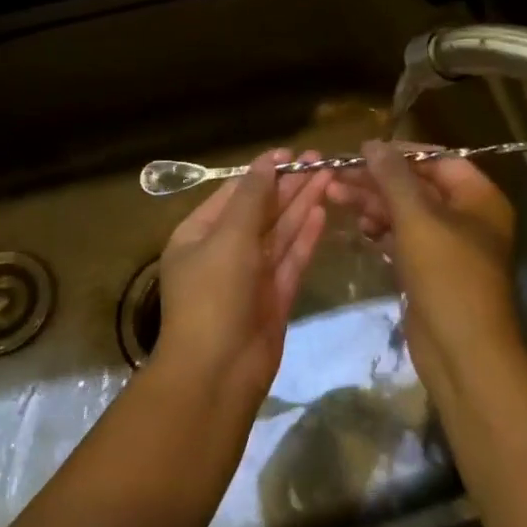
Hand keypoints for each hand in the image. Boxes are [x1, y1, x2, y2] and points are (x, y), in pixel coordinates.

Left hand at [154, 148, 330, 408]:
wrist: (217, 373)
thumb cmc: (214, 295)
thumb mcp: (229, 237)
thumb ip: (253, 198)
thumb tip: (267, 162)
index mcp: (198, 235)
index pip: (234, 194)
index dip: (263, 172)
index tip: (291, 153)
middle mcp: (224, 252)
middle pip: (261, 211)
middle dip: (288, 185)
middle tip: (320, 159)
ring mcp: (251, 276)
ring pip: (280, 232)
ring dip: (302, 205)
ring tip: (328, 176)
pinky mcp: (274, 298)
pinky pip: (291, 259)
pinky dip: (305, 236)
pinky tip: (322, 211)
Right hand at [329, 141, 520, 393]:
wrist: (463, 353)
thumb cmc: (446, 275)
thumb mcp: (417, 218)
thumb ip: (393, 177)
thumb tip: (372, 144)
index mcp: (478, 198)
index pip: (437, 160)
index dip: (400, 153)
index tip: (362, 151)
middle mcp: (467, 217)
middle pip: (417, 186)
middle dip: (377, 180)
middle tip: (336, 175)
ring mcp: (449, 246)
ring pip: (406, 213)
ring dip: (373, 203)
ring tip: (334, 196)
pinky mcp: (431, 271)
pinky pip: (403, 239)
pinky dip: (381, 230)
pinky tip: (357, 226)